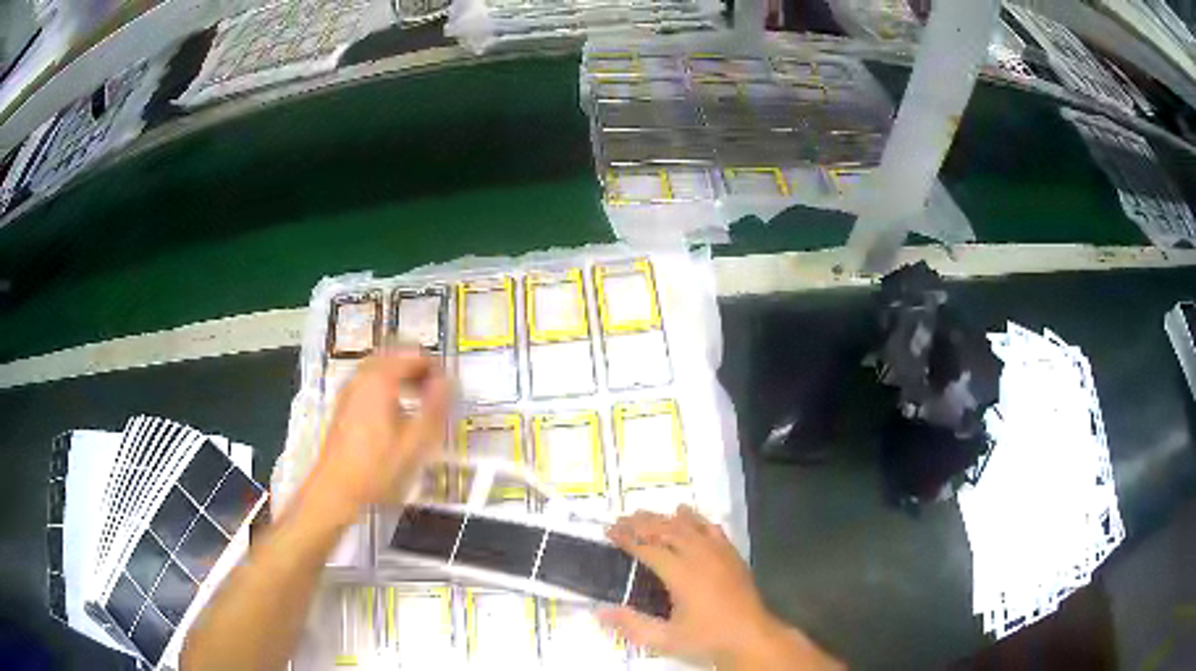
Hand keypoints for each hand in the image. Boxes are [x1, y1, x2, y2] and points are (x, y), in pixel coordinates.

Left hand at [304, 348, 448, 523]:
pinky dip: (388, 385)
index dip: (436, 367)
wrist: (336, 489)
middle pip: (394, 355)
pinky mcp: (344, 403)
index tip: (449, 385)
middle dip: (418, 367)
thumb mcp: (414, 442)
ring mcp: (350, 389)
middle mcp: (362, 377)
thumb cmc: (376, 467)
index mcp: (380, 380)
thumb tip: (448, 382)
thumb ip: (434, 408)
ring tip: (420, 398)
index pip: (413, 355)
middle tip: (437, 389)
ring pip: (381, 367)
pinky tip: (397, 410)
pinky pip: (370, 381)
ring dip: (403, 375)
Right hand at [599, 507, 842, 670]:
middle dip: (641, 522)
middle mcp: (699, 556)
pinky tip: (686, 515)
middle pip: (666, 530)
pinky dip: (695, 519)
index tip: (609, 531)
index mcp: (681, 574)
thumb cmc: (707, 638)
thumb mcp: (665, 639)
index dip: (627, 538)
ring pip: (688, 526)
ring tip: (646, 514)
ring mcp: (719, 553)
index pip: (648, 548)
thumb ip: (632, 625)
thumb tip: (599, 612)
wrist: (750, 637)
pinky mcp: (732, 555)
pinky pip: (711, 529)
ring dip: (664, 518)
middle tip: (621, 519)